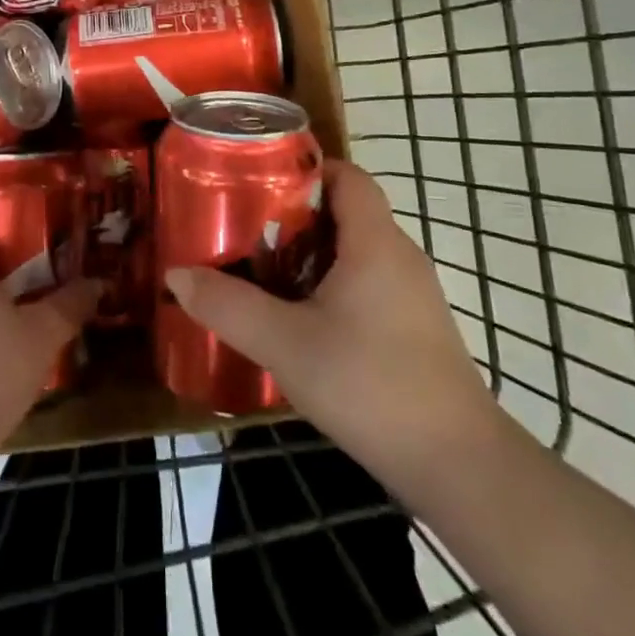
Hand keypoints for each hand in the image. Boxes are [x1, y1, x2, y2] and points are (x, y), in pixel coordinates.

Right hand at [165, 160, 499, 464]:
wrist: (458, 467)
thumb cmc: (371, 386)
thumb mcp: (286, 345)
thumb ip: (228, 306)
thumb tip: (176, 275)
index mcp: (375, 242)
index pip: (348, 176)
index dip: (306, 168)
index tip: (259, 180)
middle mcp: (400, 257)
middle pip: (346, 211)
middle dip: (295, 214)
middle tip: (245, 227)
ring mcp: (412, 295)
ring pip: (355, 251)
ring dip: (310, 253)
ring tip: (261, 269)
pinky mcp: (415, 329)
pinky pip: (366, 284)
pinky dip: (330, 284)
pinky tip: (300, 319)